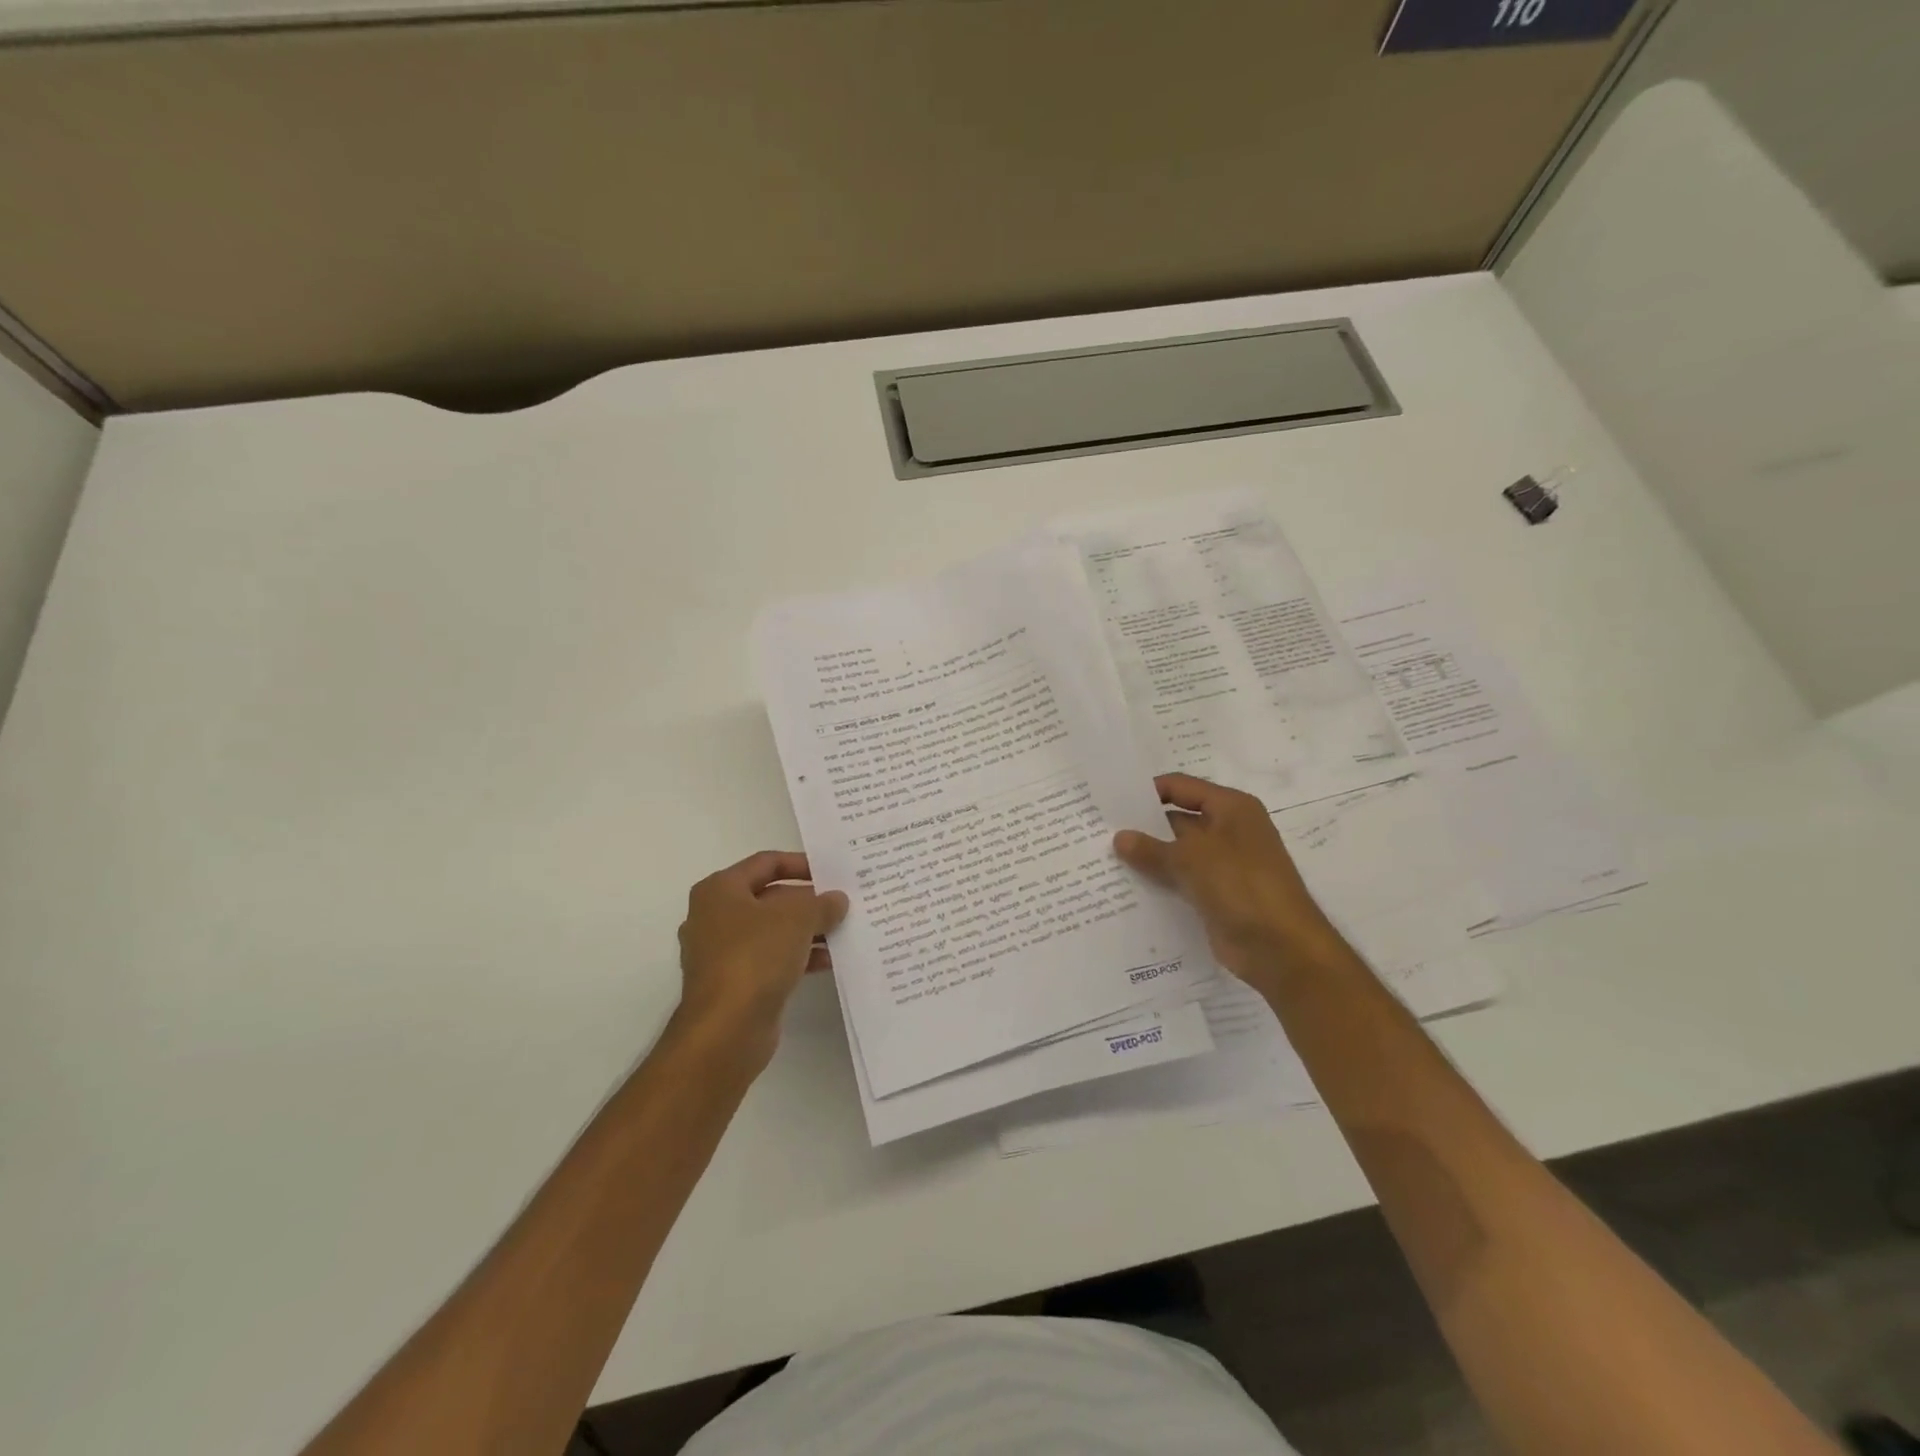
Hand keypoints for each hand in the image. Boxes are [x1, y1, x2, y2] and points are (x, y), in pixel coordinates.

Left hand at [675, 851, 848, 1058]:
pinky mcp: (735, 983)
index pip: (766, 862)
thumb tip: (837, 900)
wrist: (726, 1030)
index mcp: (720, 890)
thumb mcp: (797, 918)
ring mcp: (723, 953)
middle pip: (770, 897)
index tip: (831, 872)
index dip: (800, 863)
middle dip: (808, 901)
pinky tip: (829, 960)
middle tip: (843, 903)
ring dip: (808, 930)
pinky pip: (772, 959)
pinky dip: (798, 956)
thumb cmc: (755, 956)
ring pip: (773, 931)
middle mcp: (715, 917)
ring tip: (843, 931)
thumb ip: (821, 904)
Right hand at [1114, 773, 1349, 994]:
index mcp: (1231, 808)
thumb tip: (1119, 837)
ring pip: (1177, 853)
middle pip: (1177, 820)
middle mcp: (1228, 831)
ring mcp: (1223, 865)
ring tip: (1103, 859)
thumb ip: (1152, 848)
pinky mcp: (1217, 895)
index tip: (1111, 801)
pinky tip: (1126, 887)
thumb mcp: (1192, 859)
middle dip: (1142, 826)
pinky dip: (1159, 882)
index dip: (1147, 792)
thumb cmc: (1242, 886)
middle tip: (1099, 831)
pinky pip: (1181, 881)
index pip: (1181, 787)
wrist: (1282, 949)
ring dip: (1148, 857)